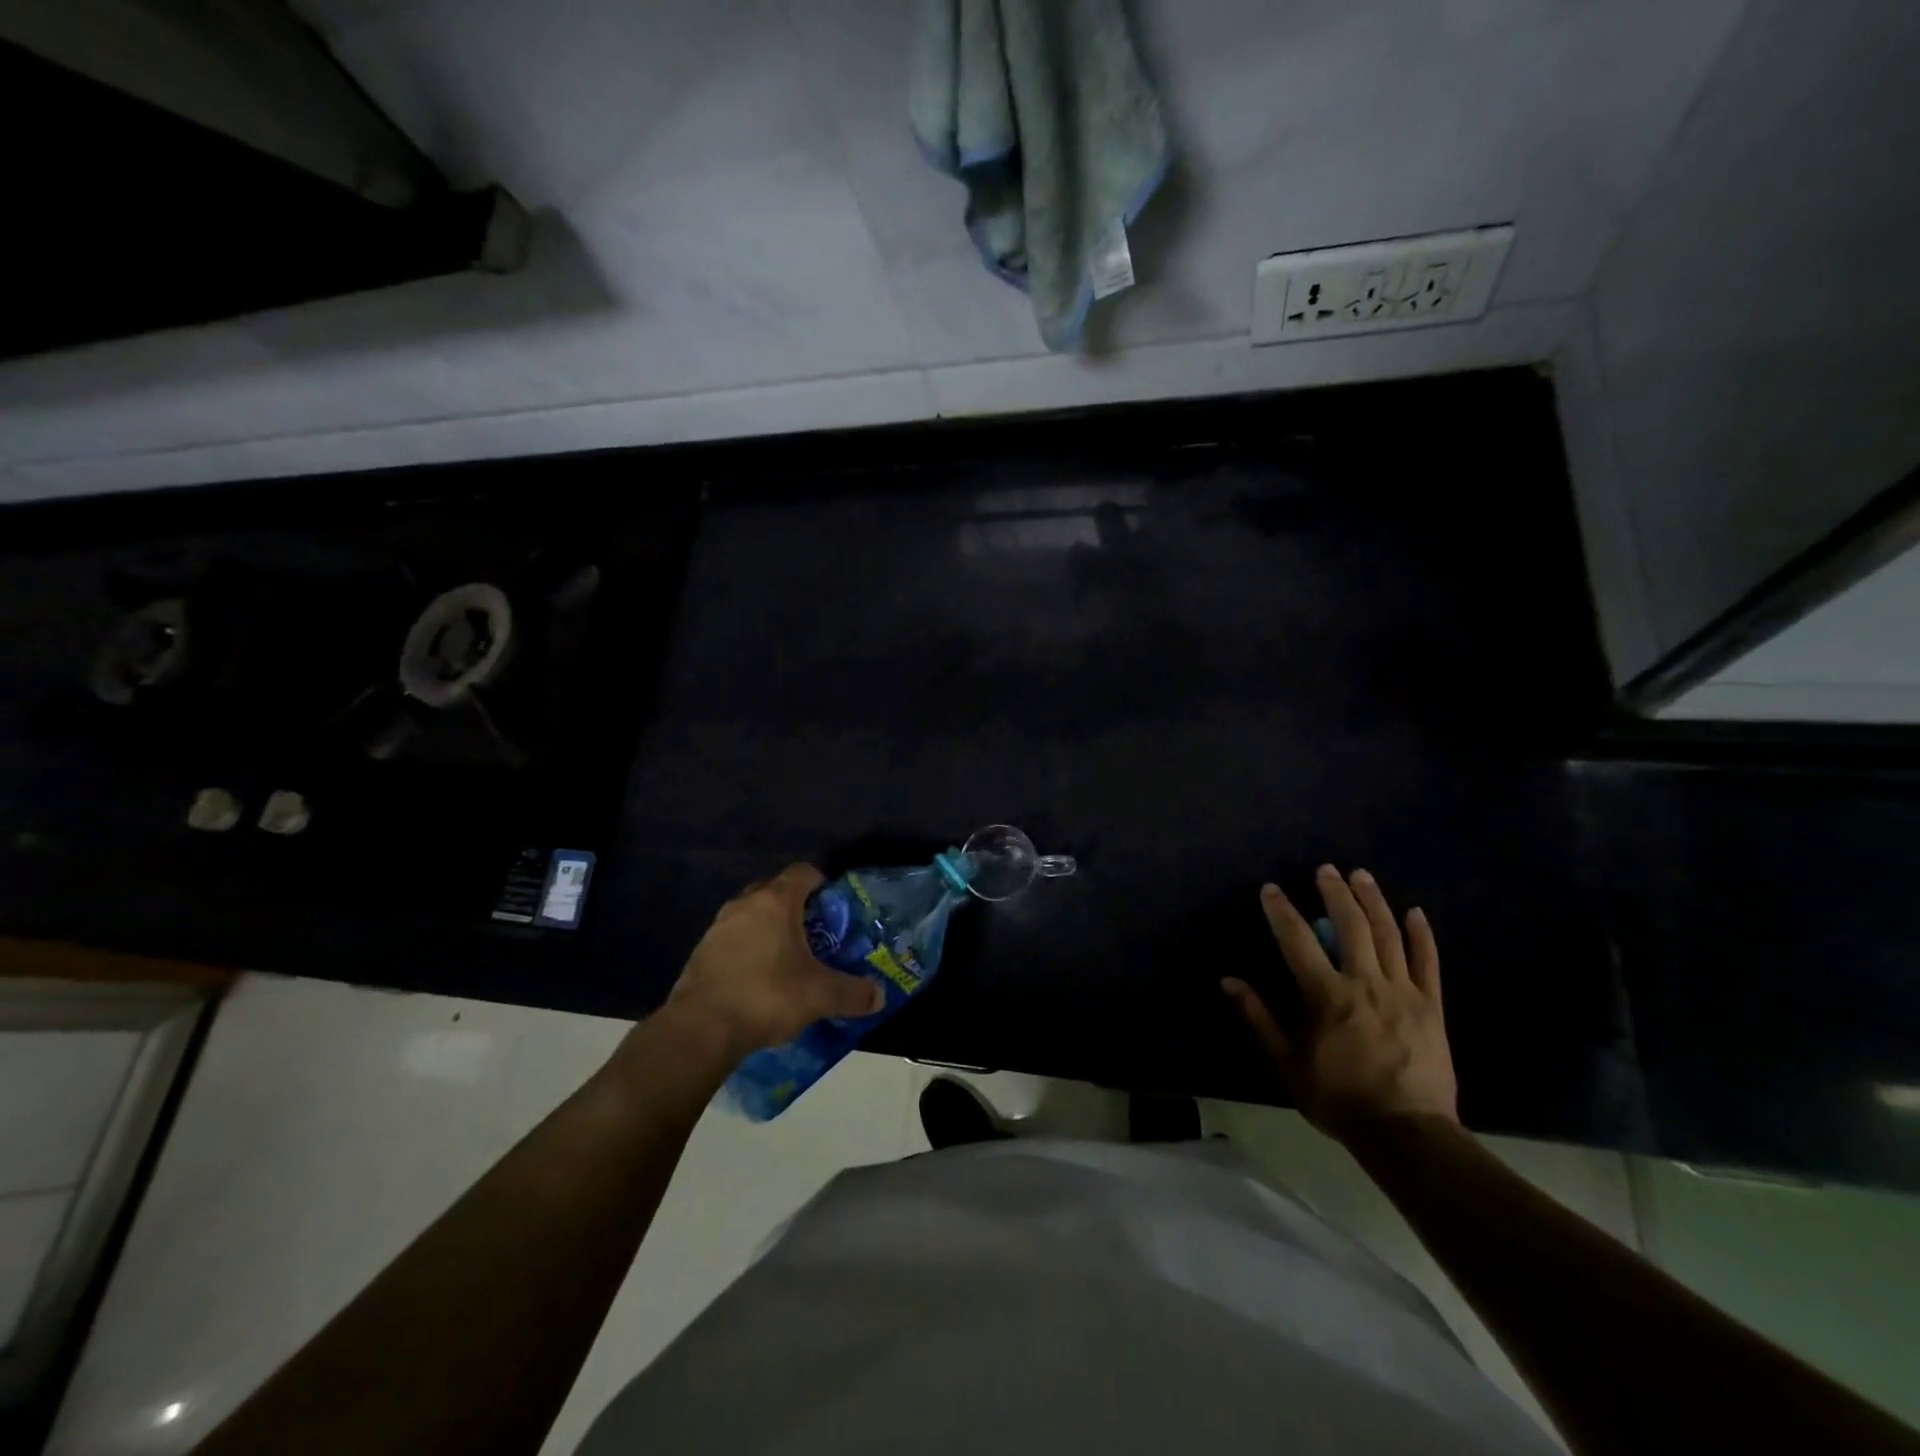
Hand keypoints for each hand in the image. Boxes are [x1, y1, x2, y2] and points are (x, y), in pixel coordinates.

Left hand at [664, 864, 883, 1062]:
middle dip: (796, 908)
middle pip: (775, 891)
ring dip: (769, 930)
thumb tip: (878, 997)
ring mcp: (718, 927)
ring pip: (752, 916)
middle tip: (815, 935)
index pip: (803, 872)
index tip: (834, 909)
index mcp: (776, 901)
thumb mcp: (820, 996)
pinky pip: (733, 940)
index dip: (822, 885)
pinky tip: (758, 980)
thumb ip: (853, 993)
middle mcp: (745, 904)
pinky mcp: (701, 952)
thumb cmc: (767, 995)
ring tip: (787, 960)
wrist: (700, 1029)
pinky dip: (748, 951)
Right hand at [1222, 865, 1457, 1143]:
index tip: (1271, 889)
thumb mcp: (1285, 1062)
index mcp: (1326, 995)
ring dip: (1373, 901)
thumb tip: (1229, 981)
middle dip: (1336, 893)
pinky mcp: (1432, 1006)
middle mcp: (1365, 983)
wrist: (1405, 1132)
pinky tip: (1414, 912)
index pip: (1297, 940)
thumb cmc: (1338, 1097)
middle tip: (1327, 869)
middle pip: (1350, 926)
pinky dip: (1421, 935)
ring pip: (1388, 935)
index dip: (1281, 911)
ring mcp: (1404, 992)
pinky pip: (1428, 963)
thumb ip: (1258, 1017)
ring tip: (1362, 876)